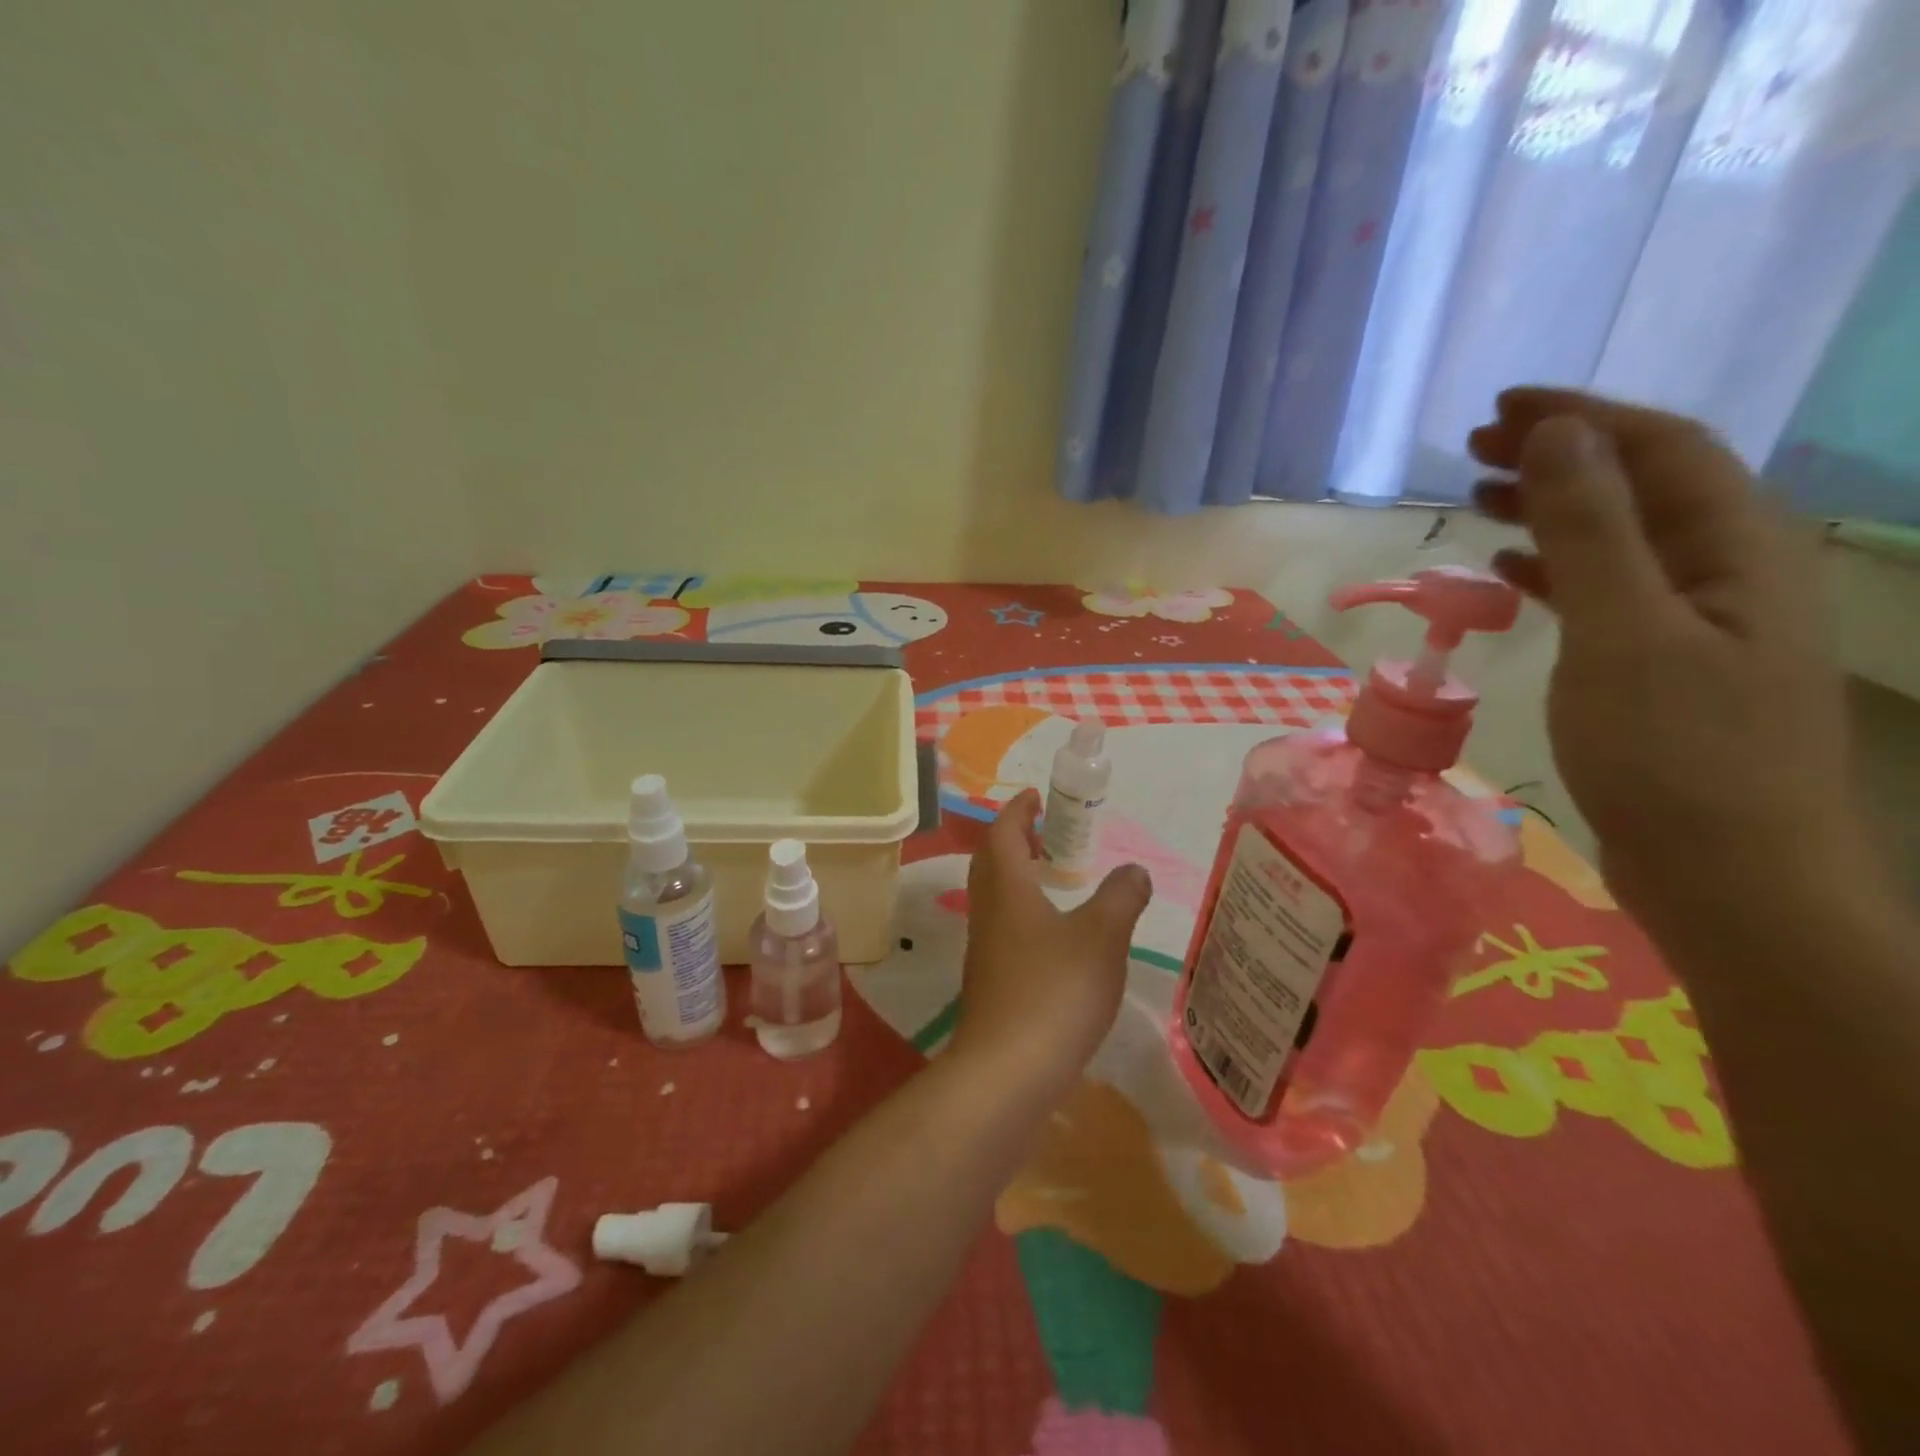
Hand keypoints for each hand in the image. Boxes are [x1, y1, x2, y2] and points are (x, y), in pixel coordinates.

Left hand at [949, 790, 1151, 1102]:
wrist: (1008, 1071)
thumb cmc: (1055, 991)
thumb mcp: (1102, 938)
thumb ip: (1121, 898)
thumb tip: (1135, 870)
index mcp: (1007, 888)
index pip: (1003, 833)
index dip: (1018, 811)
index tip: (1034, 796)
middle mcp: (988, 912)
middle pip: (991, 861)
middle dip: (1014, 839)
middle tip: (1046, 831)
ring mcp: (984, 949)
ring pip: (994, 896)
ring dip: (1016, 875)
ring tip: (1052, 876)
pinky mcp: (990, 981)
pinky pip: (1002, 926)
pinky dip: (1022, 911)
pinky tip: (1051, 933)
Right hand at [1468, 388, 1861, 927]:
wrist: (1726, 874)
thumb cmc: (1674, 752)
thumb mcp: (1623, 631)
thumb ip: (1591, 530)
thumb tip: (1559, 435)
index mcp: (1735, 549)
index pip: (1660, 448)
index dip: (1581, 417)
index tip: (1500, 407)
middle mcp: (1726, 571)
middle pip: (1641, 486)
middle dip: (1559, 456)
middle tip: (1473, 449)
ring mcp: (1696, 622)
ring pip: (1618, 539)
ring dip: (1550, 510)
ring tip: (1478, 499)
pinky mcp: (1661, 666)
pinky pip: (1604, 592)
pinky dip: (1553, 572)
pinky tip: (1509, 575)